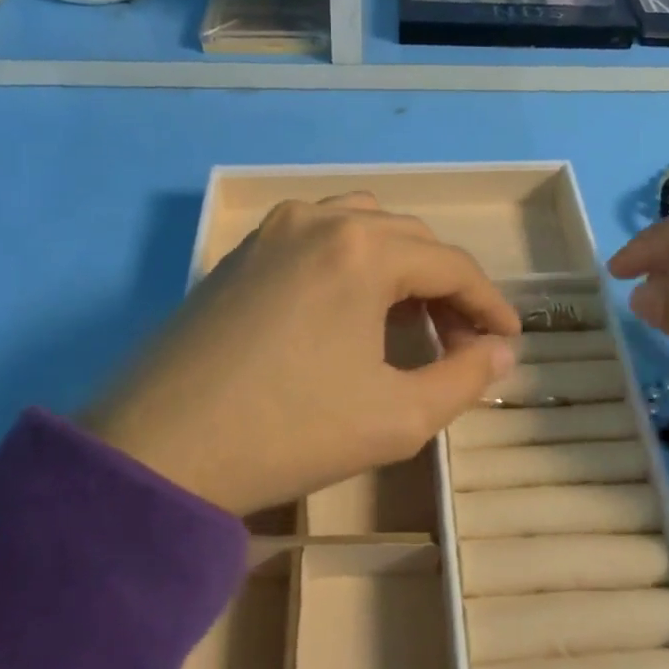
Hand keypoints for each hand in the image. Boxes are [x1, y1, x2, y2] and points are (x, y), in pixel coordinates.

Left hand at [81, 193, 518, 516]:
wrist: (159, 449)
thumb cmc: (289, 432)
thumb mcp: (397, 416)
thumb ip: (465, 378)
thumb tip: (501, 352)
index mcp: (363, 249)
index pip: (452, 265)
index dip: (490, 304)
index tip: (510, 340)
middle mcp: (320, 219)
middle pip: (411, 241)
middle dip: (447, 288)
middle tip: (461, 342)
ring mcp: (273, 231)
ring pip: (364, 229)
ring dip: (400, 268)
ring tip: (410, 322)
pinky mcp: (241, 252)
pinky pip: (318, 239)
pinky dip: (353, 264)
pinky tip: (351, 311)